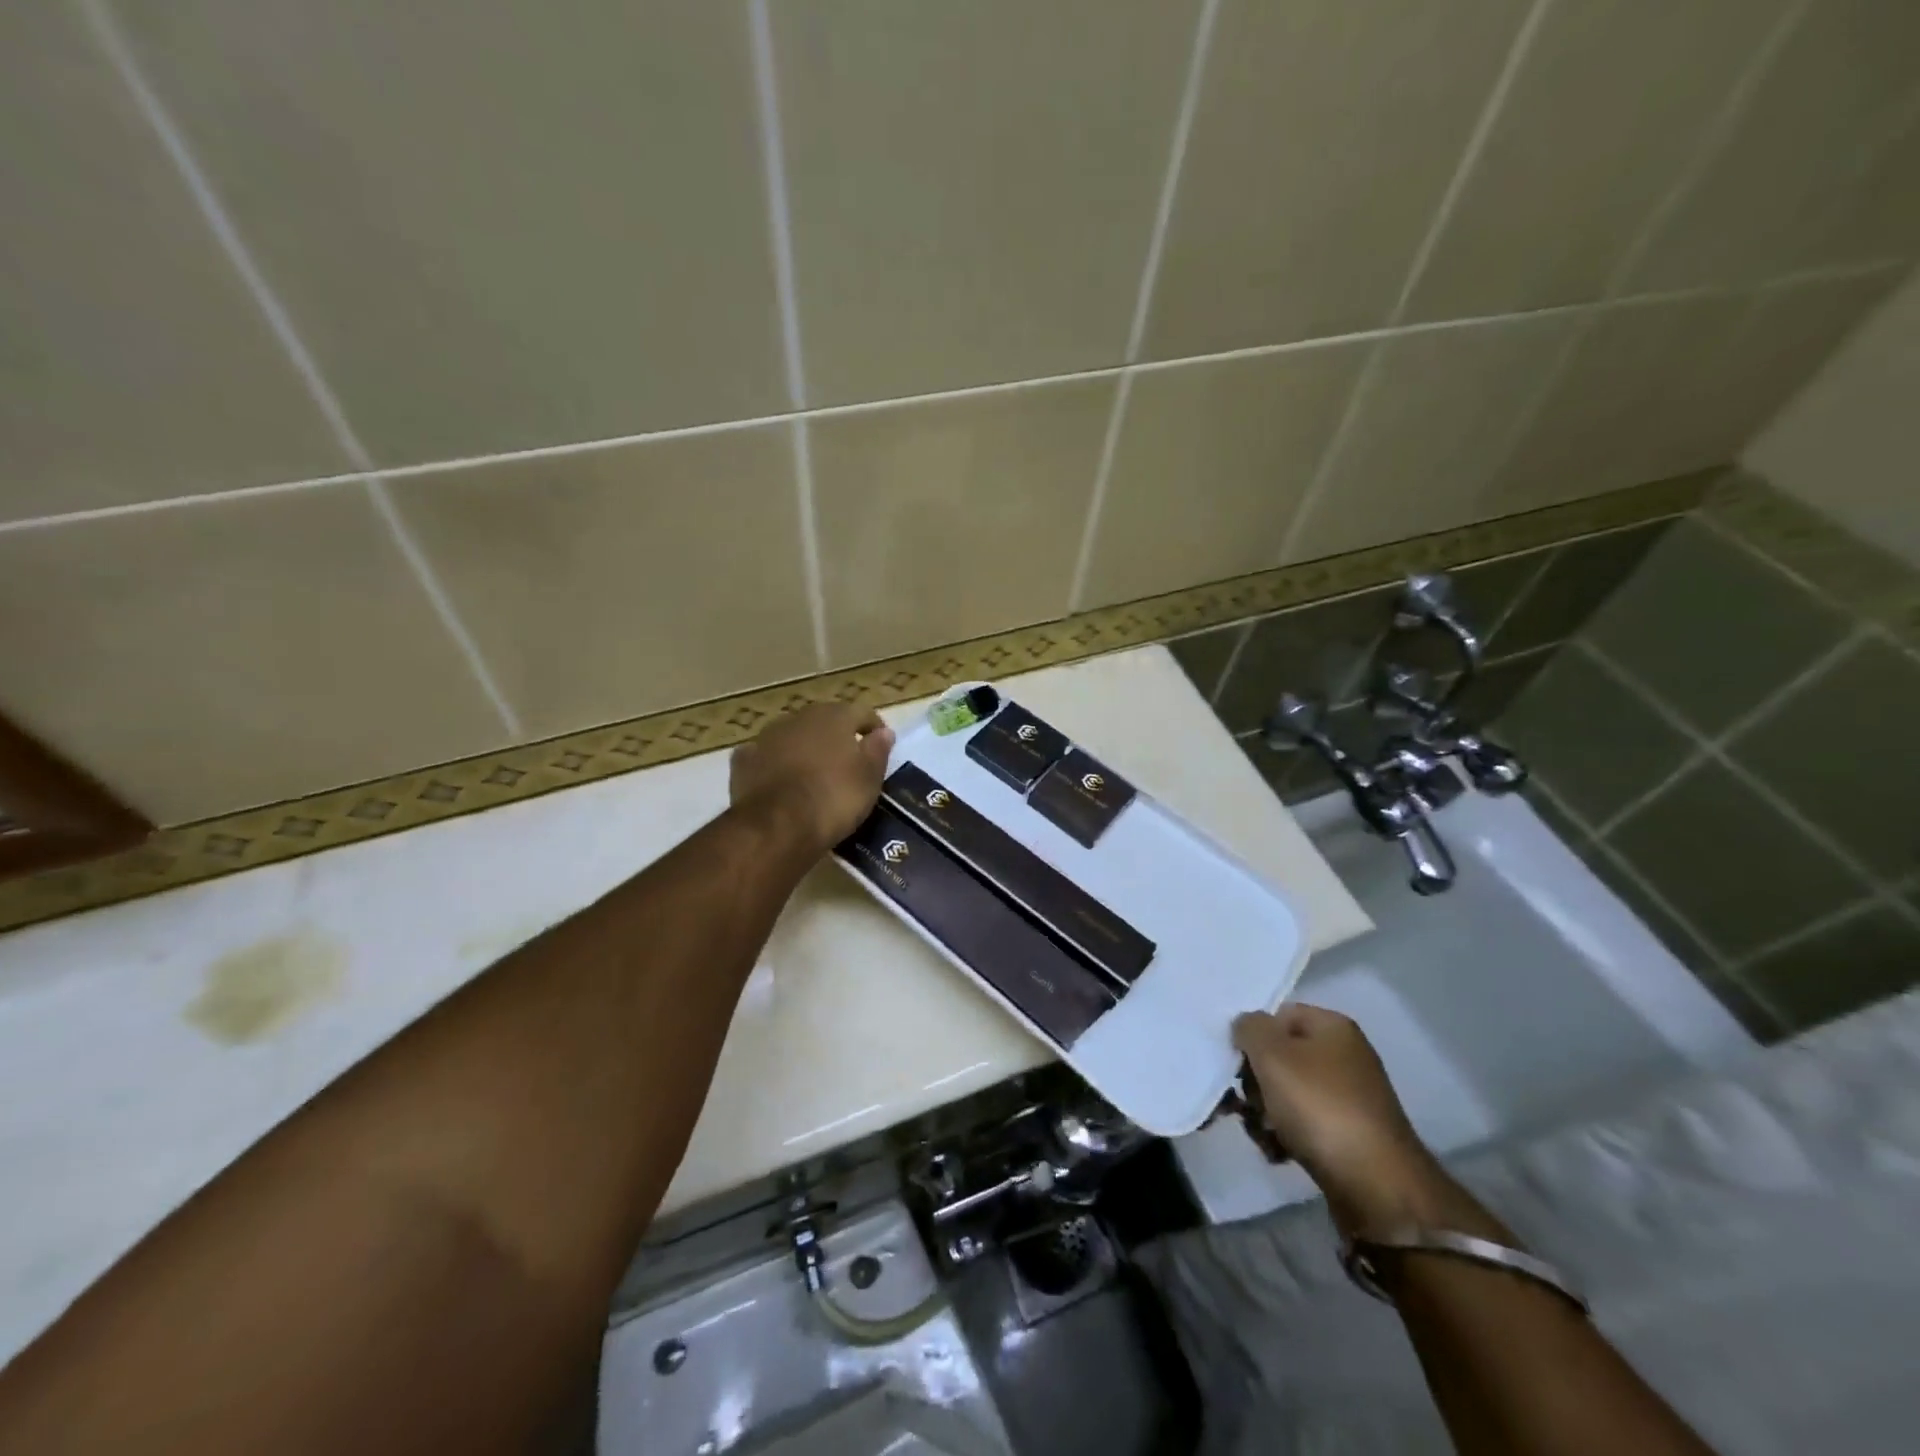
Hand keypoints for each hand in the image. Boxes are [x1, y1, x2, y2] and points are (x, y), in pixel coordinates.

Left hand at [729, 703, 893, 856]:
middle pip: (824, 720)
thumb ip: (878, 750)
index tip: (881, 745)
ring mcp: (767, 737)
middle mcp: (799, 718)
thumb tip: (884, 732)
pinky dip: (773, 764)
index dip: (874, 727)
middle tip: (847, 760)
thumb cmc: (835, 797)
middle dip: (836, 736)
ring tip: (813, 773)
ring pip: (792, 736)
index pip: (861, 712)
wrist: (778, 825)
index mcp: (834, 717)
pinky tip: (779, 780)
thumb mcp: (869, 777)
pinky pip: (764, 756)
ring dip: (804, 748)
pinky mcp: (744, 760)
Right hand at [1234, 1004, 1448, 1237]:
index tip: (1236, 1061)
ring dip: (1265, 1112)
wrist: (1377, 1185)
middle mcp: (1345, 1057)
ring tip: (1261, 1134)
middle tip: (1244, 1103)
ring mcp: (1350, 1098)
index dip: (1254, 1035)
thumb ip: (1249, 1028)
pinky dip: (1286, 1136)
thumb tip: (1247, 1026)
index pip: (1279, 1015)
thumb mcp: (1271, 1054)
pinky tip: (1277, 1152)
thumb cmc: (1319, 1106)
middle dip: (1255, 1081)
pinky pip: (1305, 1124)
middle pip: (1282, 1056)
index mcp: (1333, 1027)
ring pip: (1288, 1093)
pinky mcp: (1350, 1136)